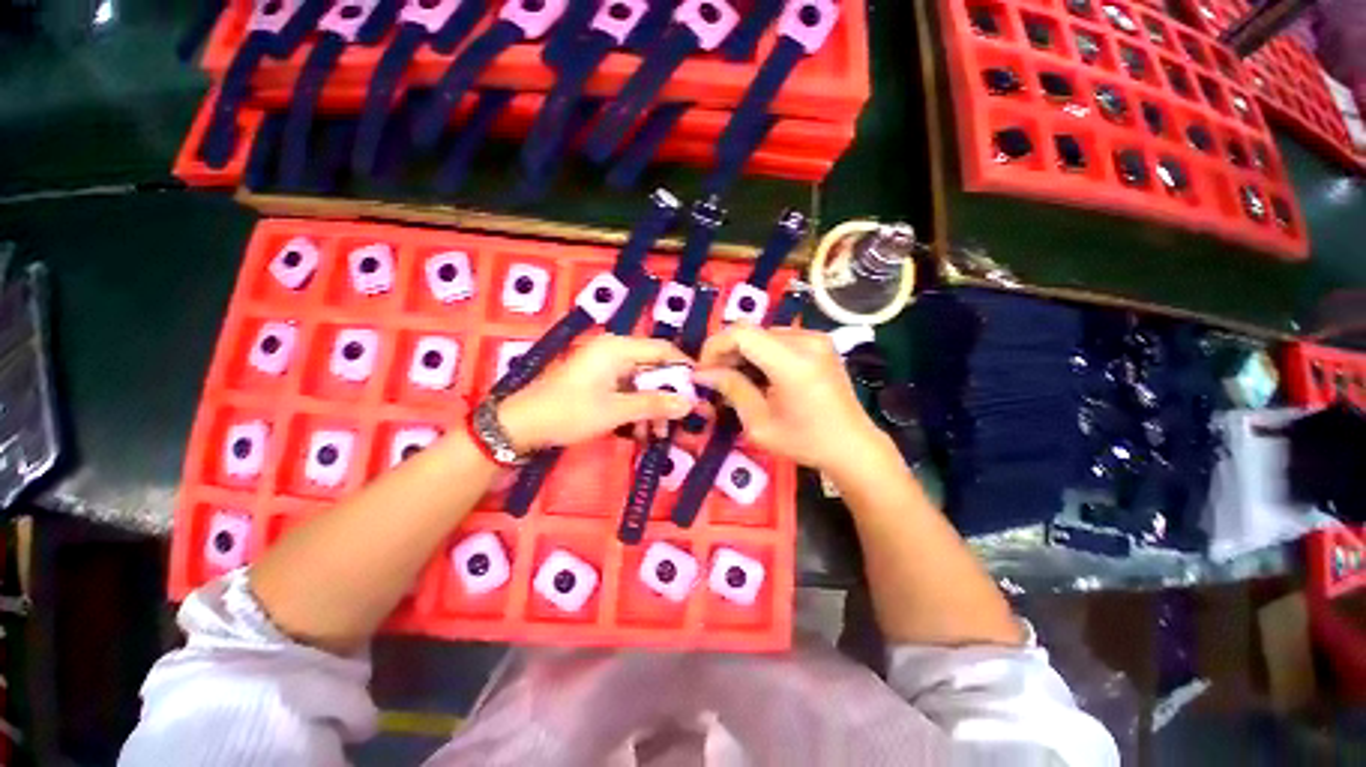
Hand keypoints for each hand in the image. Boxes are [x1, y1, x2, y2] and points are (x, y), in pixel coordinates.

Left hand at [495, 335, 693, 450]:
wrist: (521, 425)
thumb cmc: (569, 412)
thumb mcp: (616, 410)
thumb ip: (654, 404)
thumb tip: (690, 403)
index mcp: (618, 348)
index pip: (664, 350)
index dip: (685, 369)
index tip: (700, 391)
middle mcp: (615, 351)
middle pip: (654, 369)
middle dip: (668, 396)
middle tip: (682, 420)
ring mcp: (606, 367)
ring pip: (642, 384)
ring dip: (652, 407)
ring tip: (658, 435)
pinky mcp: (600, 382)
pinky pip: (628, 391)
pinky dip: (637, 410)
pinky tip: (640, 433)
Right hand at [693, 326, 891, 476]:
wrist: (853, 446)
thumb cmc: (805, 442)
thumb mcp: (760, 424)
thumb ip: (732, 390)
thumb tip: (702, 373)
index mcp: (793, 363)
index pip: (742, 333)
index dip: (715, 346)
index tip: (704, 371)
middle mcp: (807, 341)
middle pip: (751, 331)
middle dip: (727, 352)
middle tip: (715, 378)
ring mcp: (816, 338)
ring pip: (762, 334)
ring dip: (743, 353)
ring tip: (736, 379)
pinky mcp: (820, 342)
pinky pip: (778, 339)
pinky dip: (761, 353)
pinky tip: (758, 375)